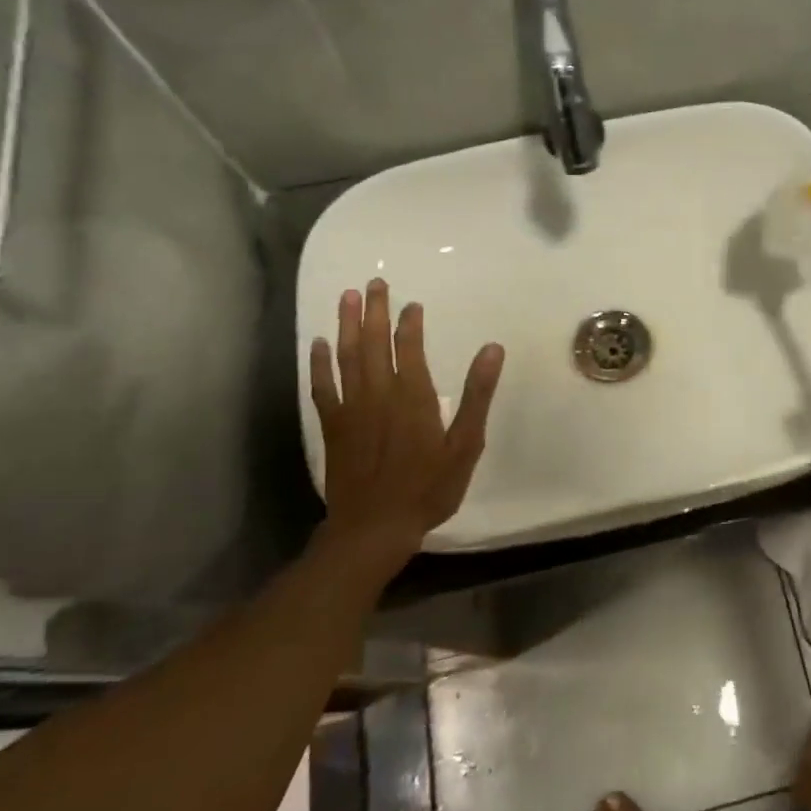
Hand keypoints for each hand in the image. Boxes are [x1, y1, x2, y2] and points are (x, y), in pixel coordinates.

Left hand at [309, 280, 504, 579]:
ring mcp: (351, 408)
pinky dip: (319, 363)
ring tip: (346, 297)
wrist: (374, 527)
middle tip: (374, 283)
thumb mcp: (465, 444)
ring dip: (345, 325)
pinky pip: (323, 386)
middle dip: (374, 311)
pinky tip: (318, 344)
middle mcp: (379, 393)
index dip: (409, 322)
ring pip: (346, 356)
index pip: (409, 347)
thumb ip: (477, 394)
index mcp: (413, 396)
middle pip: (373, 342)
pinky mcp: (333, 426)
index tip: (410, 302)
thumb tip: (492, 349)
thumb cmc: (428, 487)